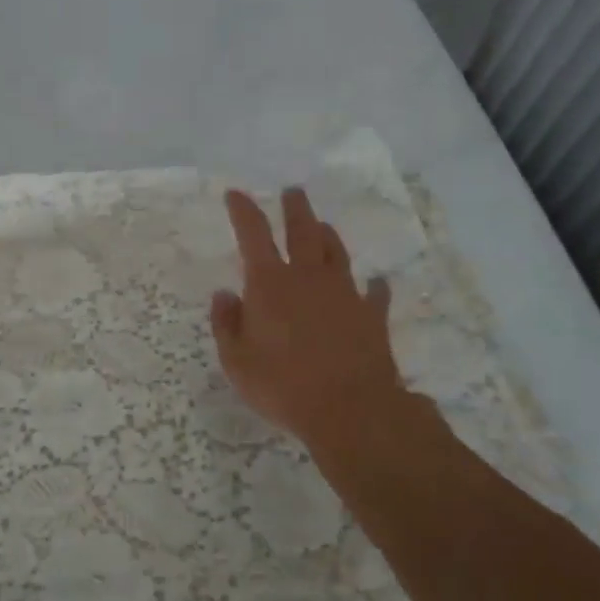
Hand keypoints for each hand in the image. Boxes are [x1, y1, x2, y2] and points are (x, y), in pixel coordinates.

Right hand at [210, 187, 408, 452]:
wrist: (350, 409)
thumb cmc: (282, 385)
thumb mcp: (236, 361)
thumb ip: (227, 324)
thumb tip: (225, 295)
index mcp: (270, 285)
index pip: (254, 236)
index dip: (243, 211)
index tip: (236, 194)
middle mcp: (308, 278)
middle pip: (303, 232)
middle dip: (295, 209)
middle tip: (293, 192)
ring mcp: (344, 294)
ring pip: (337, 253)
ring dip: (328, 236)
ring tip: (323, 226)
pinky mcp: (372, 316)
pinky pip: (374, 293)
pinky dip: (372, 286)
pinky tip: (374, 283)